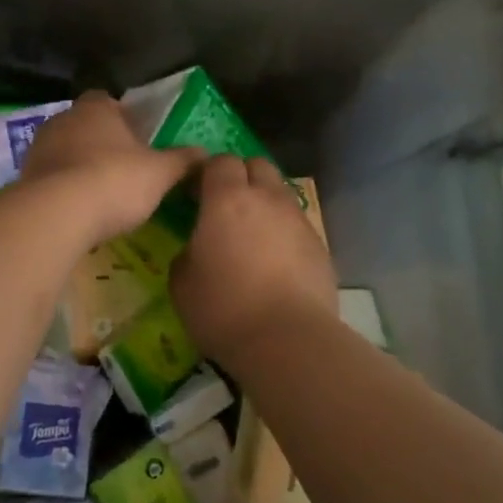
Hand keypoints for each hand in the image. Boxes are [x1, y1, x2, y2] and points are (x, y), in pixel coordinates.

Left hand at [21, 92, 201, 248]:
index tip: (137, 138)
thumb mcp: (161, 173)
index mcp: (96, 108)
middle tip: (123, 168)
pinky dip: (63, 189)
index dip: (123, 117)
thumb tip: (205, 153)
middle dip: (101, 143)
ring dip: (79, 166)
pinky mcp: (24, 178)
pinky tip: (78, 211)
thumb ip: (182, 160)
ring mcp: (39, 148)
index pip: (108, 100)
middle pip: (85, 125)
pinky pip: (50, 178)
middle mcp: (63, 119)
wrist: (57, 214)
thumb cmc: (115, 180)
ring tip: (101, 194)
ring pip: (65, 151)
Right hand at [170, 155, 337, 358]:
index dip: (207, 173)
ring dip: (265, 204)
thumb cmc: (223, 308)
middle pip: (257, 165)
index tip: (196, 194)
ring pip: (280, 194)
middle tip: (226, 206)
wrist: (288, 340)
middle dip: (242, 177)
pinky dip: (284, 233)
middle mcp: (267, 199)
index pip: (220, 161)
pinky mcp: (320, 246)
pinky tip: (276, 263)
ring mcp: (298, 220)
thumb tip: (198, 249)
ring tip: (252, 236)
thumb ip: (187, 253)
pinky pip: (297, 225)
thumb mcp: (181, 282)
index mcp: (227, 199)